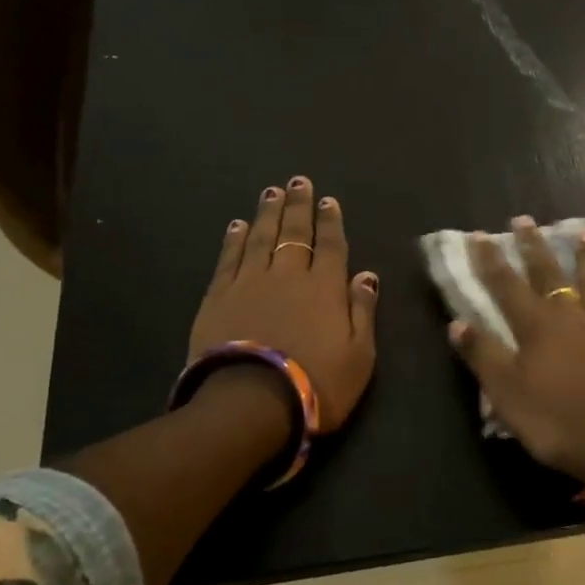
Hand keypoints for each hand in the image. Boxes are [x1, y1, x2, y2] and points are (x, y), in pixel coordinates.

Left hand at [191, 177, 378, 430]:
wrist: (252, 403)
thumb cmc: (317, 384)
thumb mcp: (359, 355)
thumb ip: (363, 311)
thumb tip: (366, 275)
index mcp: (325, 288)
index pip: (330, 246)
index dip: (330, 221)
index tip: (328, 200)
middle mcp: (288, 276)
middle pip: (294, 233)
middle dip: (298, 206)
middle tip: (298, 181)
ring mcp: (249, 283)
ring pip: (261, 238)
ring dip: (268, 213)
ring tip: (271, 192)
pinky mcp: (218, 298)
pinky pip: (228, 259)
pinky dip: (234, 240)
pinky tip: (237, 225)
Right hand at [448, 216, 584, 483]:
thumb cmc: (558, 423)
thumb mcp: (507, 396)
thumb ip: (484, 356)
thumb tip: (457, 322)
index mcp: (538, 328)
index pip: (508, 286)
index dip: (491, 261)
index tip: (480, 235)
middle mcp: (574, 319)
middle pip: (551, 276)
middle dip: (535, 247)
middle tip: (525, 220)